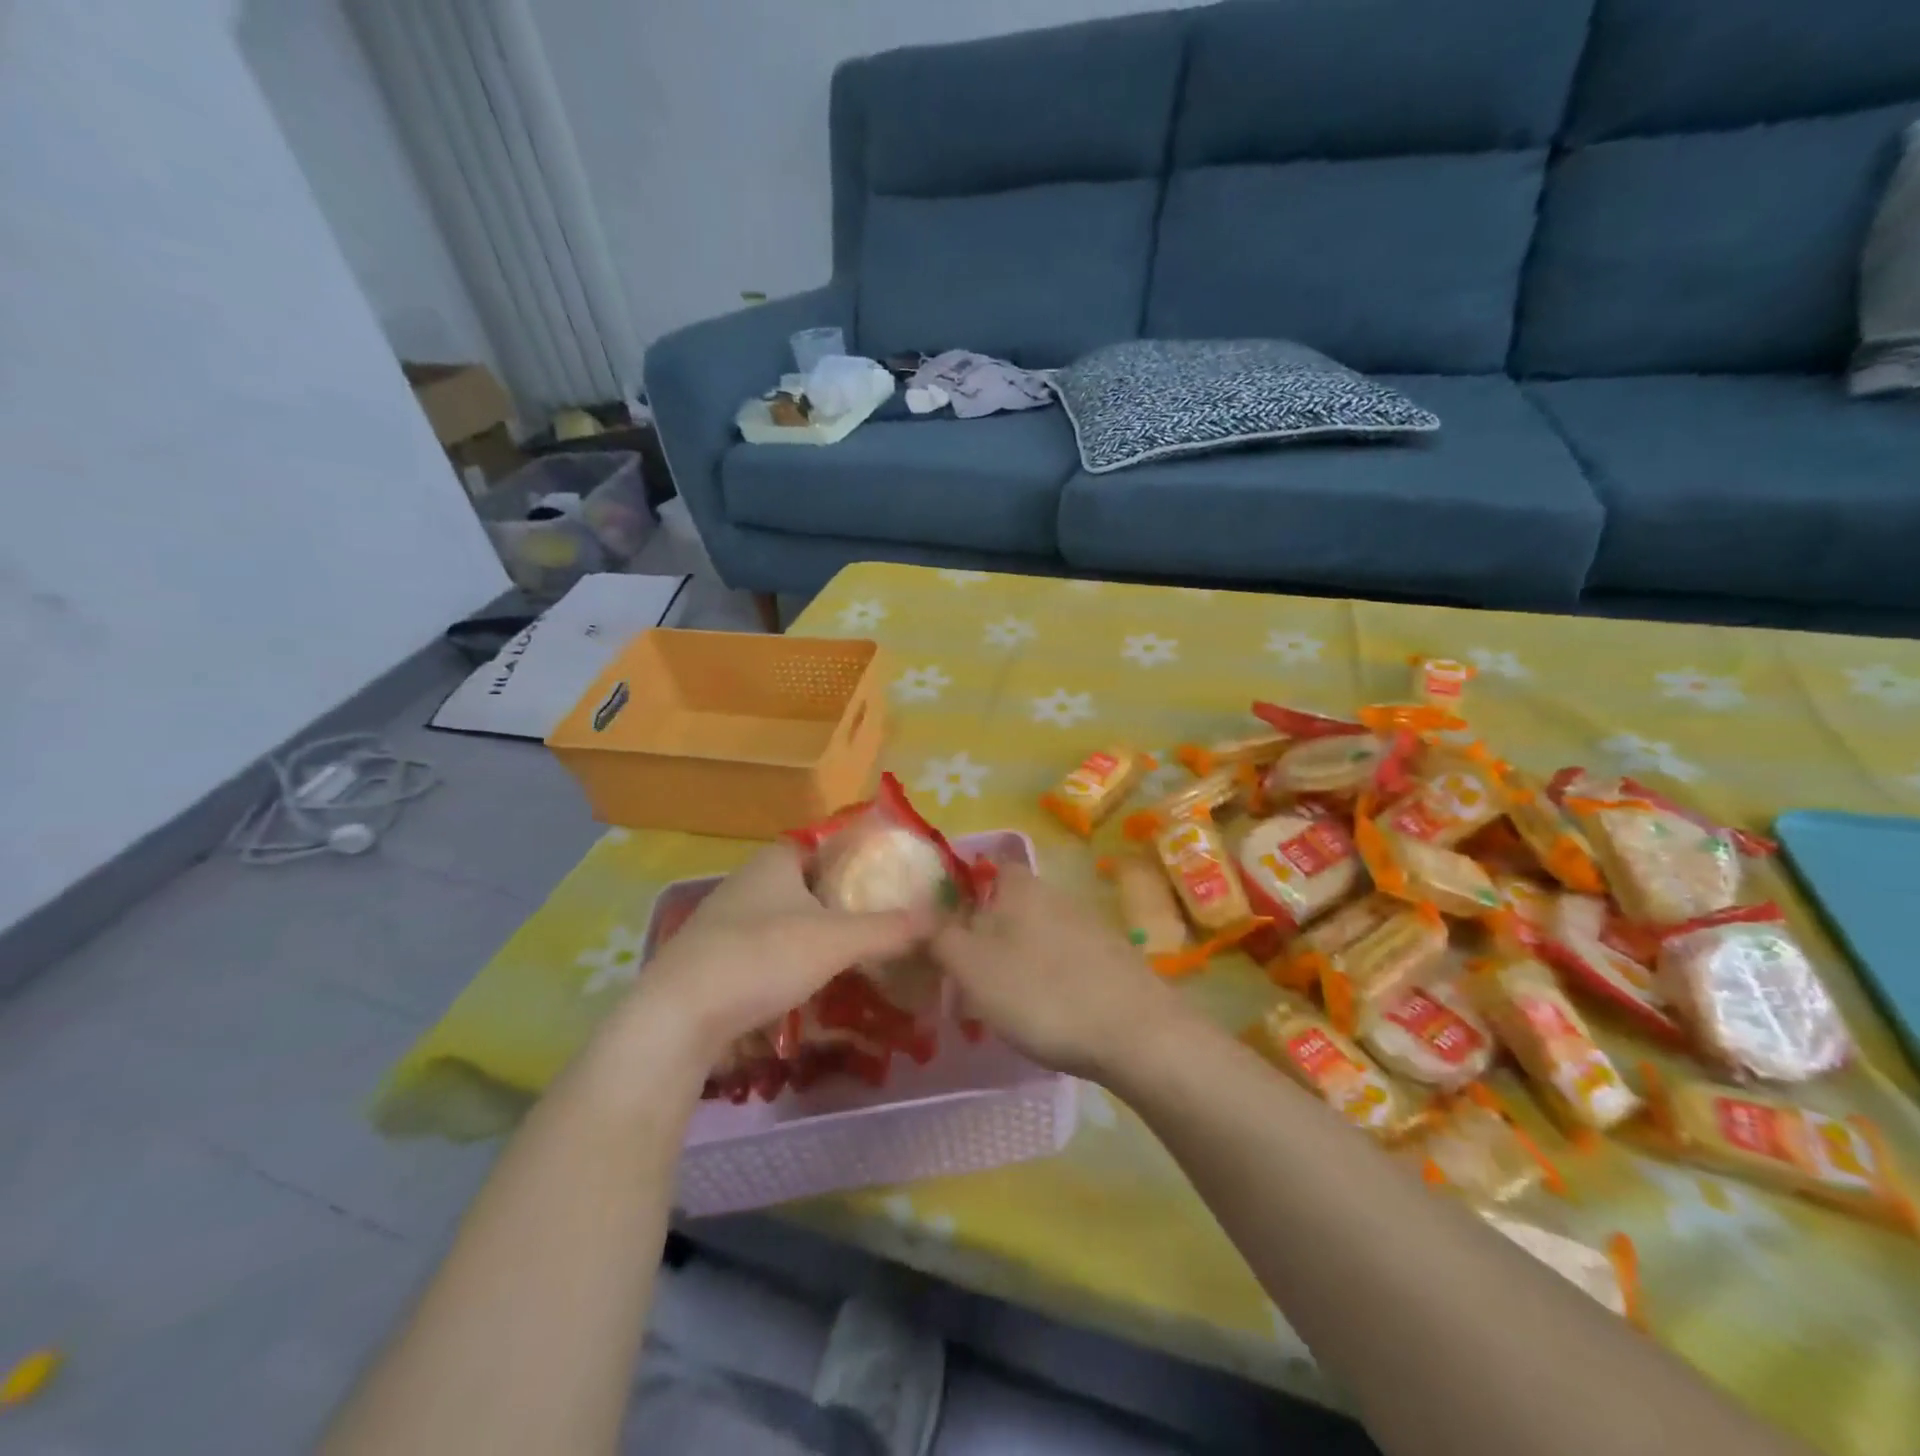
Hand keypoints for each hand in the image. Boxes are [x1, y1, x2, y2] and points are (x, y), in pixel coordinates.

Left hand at [610, 843, 926, 1072]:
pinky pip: (767, 949)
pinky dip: (793, 960)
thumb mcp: (836, 940)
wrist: (678, 1017)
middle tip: (884, 919)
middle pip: (808, 882)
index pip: (825, 842)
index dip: (859, 854)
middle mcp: (748, 881)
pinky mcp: (714, 959)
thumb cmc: (762, 956)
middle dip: (843, 899)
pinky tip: (813, 984)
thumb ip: (889, 928)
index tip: (891, 875)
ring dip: (818, 932)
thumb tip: (940, 917)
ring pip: (787, 918)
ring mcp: (726, 921)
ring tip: (858, 954)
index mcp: (776, 860)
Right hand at [930, 864, 1187, 1080]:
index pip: (988, 866)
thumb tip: (920, 916)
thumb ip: (939, 937)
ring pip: (1037, 935)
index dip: (964, 889)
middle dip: (987, 933)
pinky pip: (1065, 961)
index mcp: (1020, 887)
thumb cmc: (1041, 992)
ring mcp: (1089, 927)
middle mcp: (1056, 895)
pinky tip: (1046, 1013)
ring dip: (1016, 959)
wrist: (1135, 1033)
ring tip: (1001, 1002)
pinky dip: (1049, 979)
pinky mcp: (1112, 961)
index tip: (945, 925)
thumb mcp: (971, 966)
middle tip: (965, 974)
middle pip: (1011, 904)